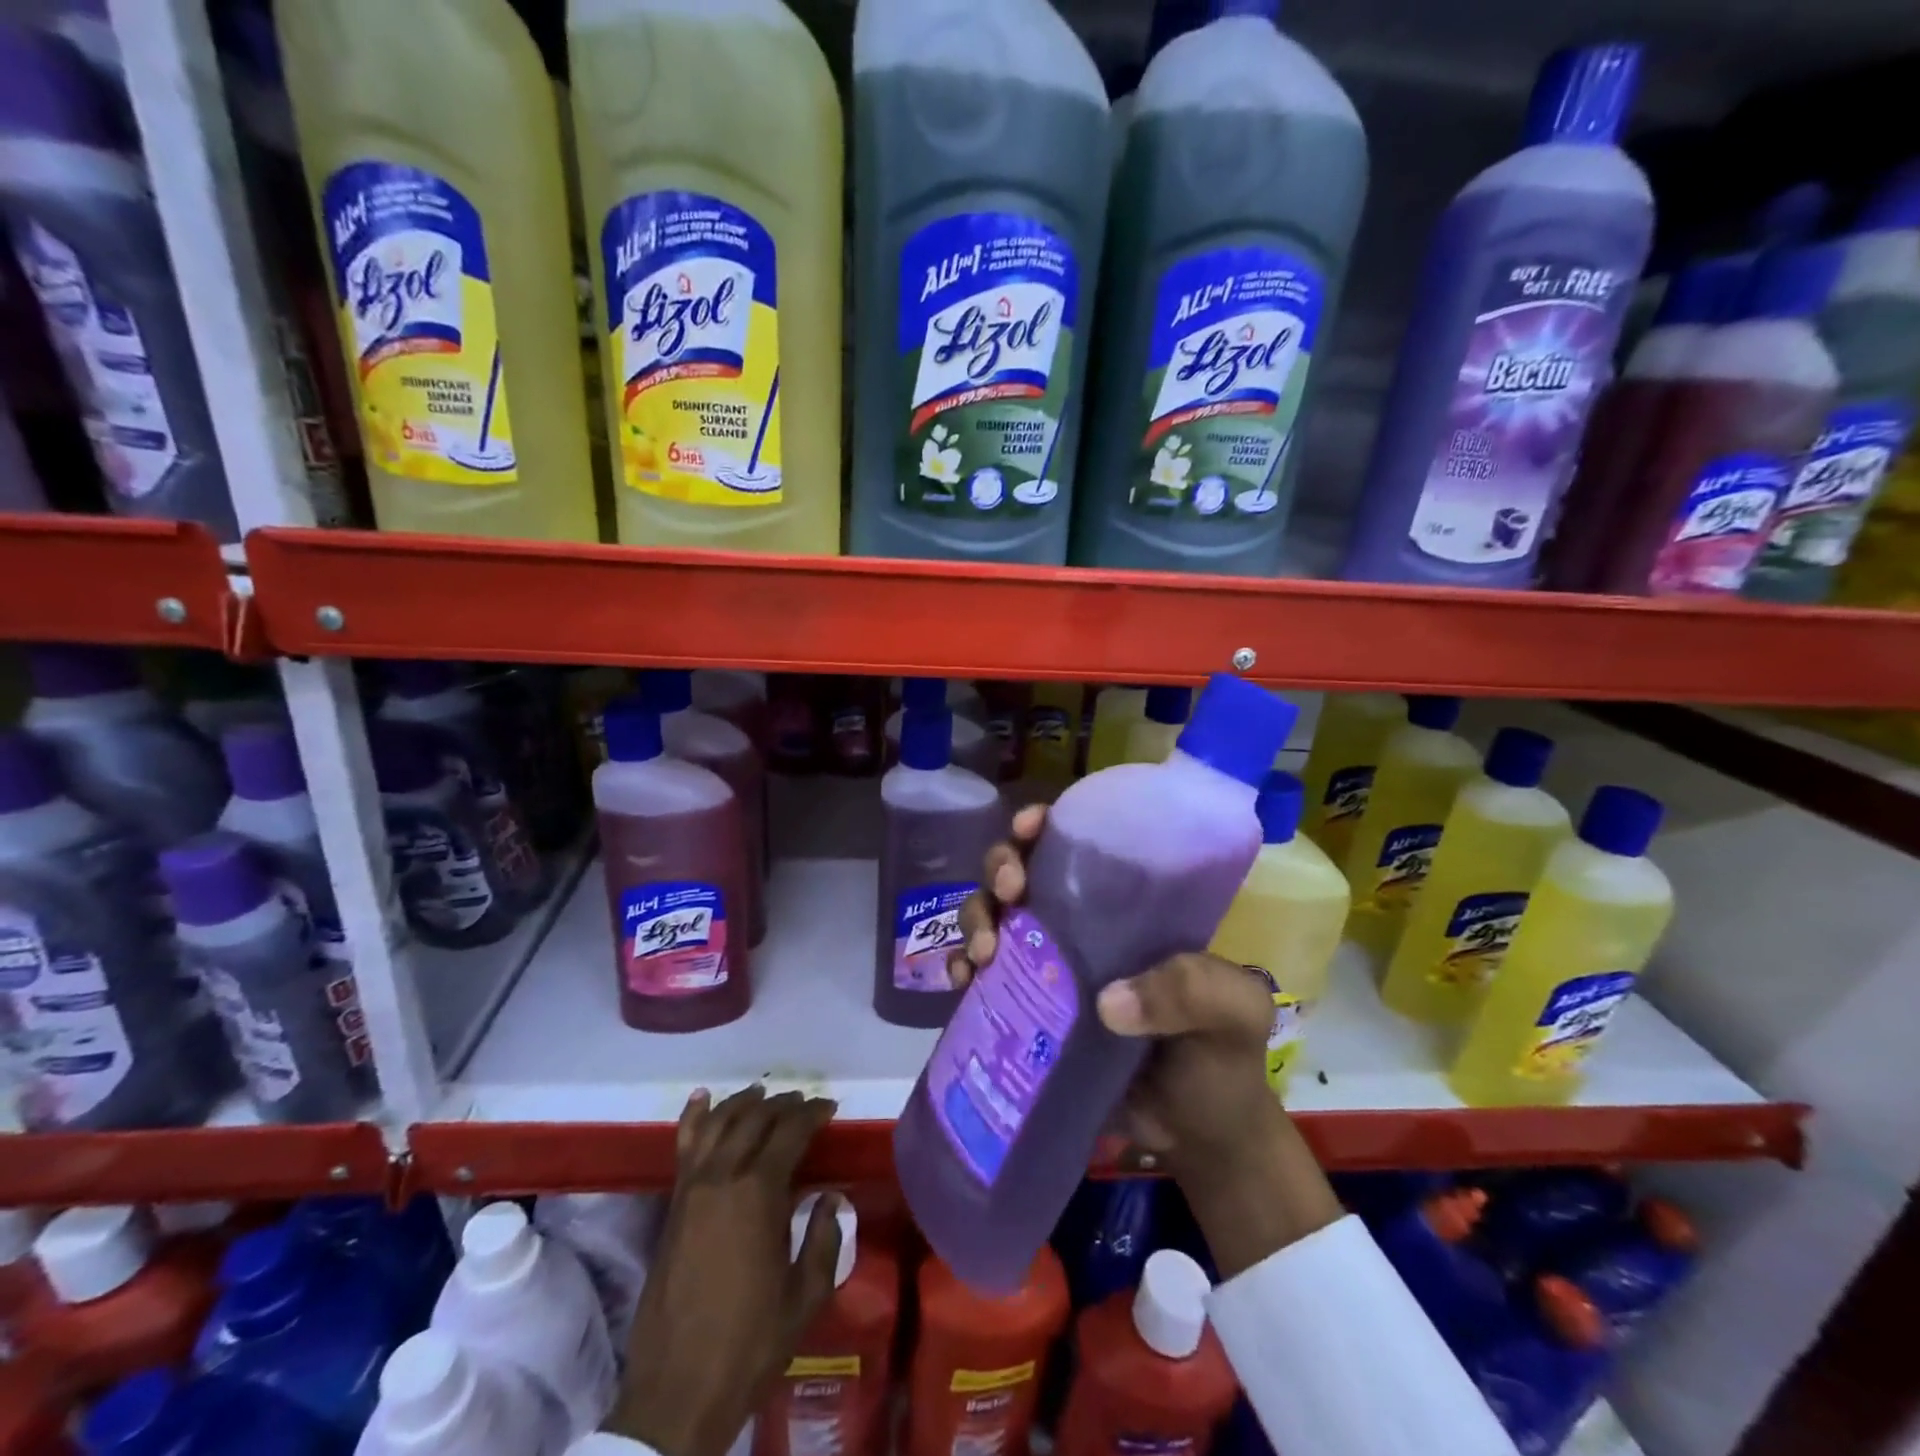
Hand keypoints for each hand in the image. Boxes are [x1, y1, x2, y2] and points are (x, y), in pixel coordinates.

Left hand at [608, 1086, 843, 1455]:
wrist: (678, 1391)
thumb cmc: (751, 1344)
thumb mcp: (805, 1295)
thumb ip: (823, 1238)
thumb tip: (831, 1197)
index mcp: (759, 1193)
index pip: (790, 1132)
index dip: (812, 1114)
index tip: (829, 1107)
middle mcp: (723, 1177)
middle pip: (755, 1120)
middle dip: (783, 1105)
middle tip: (803, 1103)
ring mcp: (692, 1188)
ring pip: (719, 1123)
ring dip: (744, 1103)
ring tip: (763, 1094)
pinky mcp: (673, 1205)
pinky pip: (684, 1146)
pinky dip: (695, 1117)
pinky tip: (703, 1098)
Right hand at [949, 807, 1343, 1277]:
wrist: (1196, 1136)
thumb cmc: (1222, 1059)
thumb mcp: (1232, 1012)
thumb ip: (1192, 991)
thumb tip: (1107, 1002)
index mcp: (1127, 908)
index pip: (1080, 844)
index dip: (1047, 825)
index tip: (1030, 827)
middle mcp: (1079, 925)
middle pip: (1023, 871)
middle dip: (1002, 865)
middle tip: (1011, 891)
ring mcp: (1046, 967)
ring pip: (993, 915)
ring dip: (977, 917)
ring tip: (984, 953)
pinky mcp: (1024, 1010)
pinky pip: (980, 977)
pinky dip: (963, 968)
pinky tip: (965, 982)